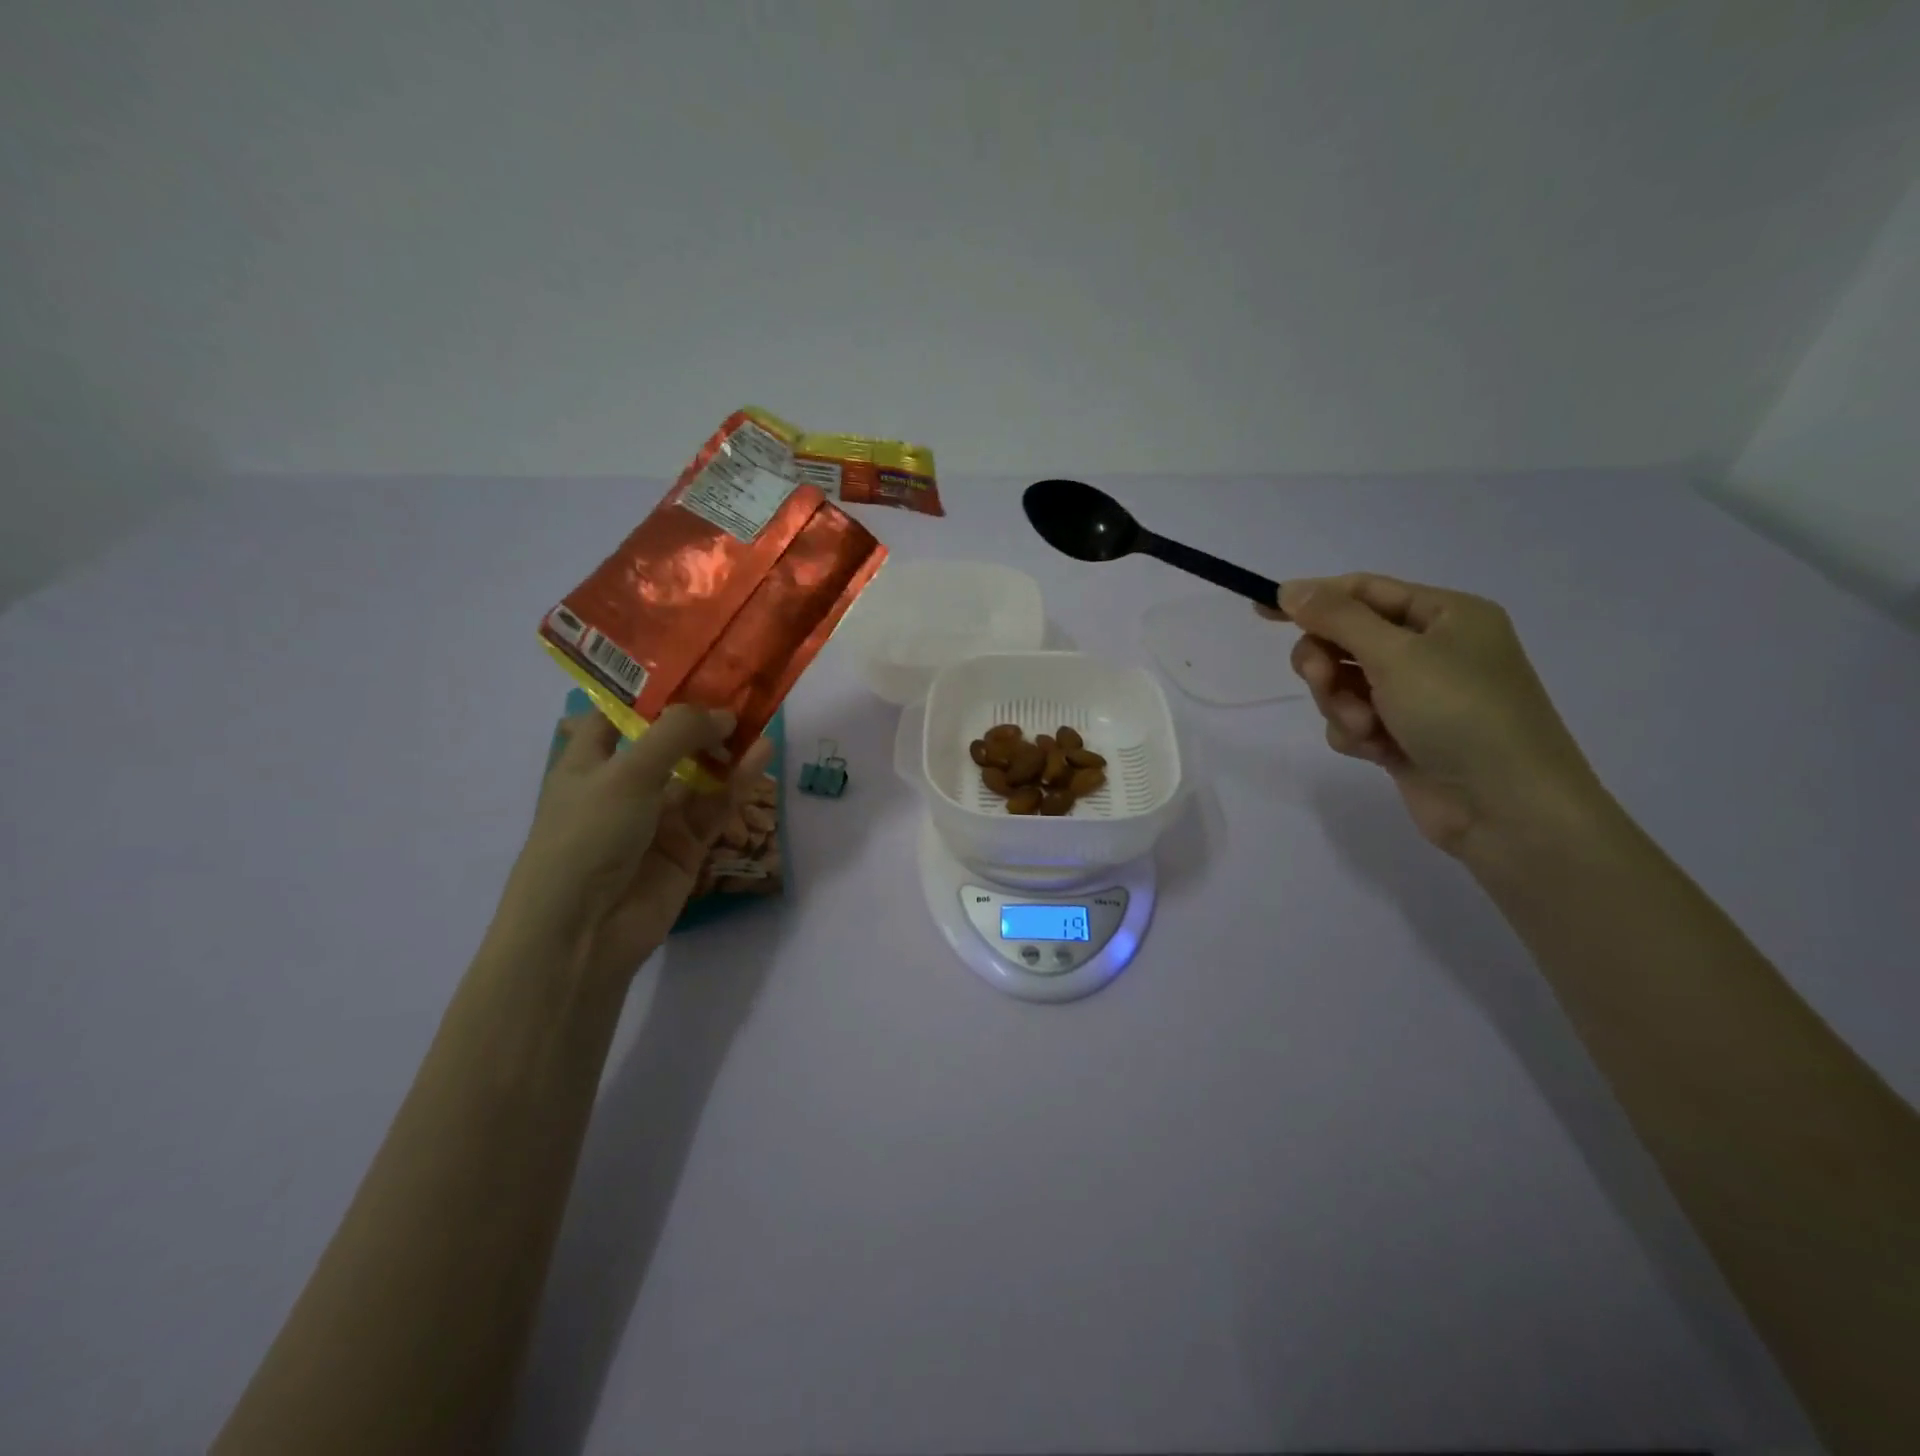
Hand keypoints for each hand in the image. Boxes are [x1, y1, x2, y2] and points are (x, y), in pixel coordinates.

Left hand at [501, 705, 774, 981]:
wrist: (583, 932)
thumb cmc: (587, 836)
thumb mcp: (627, 773)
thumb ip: (677, 734)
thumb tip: (725, 713)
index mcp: (590, 759)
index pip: (620, 711)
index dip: (654, 687)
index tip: (696, 659)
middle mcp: (624, 782)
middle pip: (668, 740)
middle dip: (702, 716)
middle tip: (742, 686)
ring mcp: (657, 815)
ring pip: (699, 772)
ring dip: (726, 747)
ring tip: (760, 716)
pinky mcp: (686, 844)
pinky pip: (716, 805)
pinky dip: (737, 781)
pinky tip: (761, 755)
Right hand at [1265, 575, 1605, 858]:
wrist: (1506, 808)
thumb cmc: (1460, 713)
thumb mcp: (1396, 654)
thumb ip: (1337, 618)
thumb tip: (1290, 588)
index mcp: (1445, 615)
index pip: (1363, 591)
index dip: (1313, 598)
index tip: (1263, 610)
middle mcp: (1432, 650)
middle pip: (1346, 639)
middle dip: (1327, 663)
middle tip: (1321, 679)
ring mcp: (1418, 696)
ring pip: (1344, 684)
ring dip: (1342, 704)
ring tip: (1366, 728)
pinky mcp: (1403, 735)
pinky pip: (1355, 720)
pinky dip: (1356, 733)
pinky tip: (1378, 751)